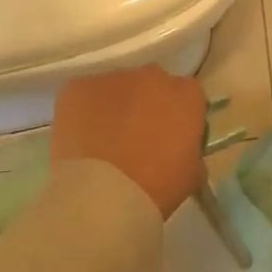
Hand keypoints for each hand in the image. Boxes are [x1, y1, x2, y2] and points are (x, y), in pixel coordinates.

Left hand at [50, 66, 206, 219]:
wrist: (103, 195)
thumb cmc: (157, 187)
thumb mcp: (192, 174)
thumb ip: (193, 152)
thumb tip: (184, 152)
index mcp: (186, 94)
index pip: (188, 96)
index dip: (178, 117)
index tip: (170, 139)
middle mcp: (153, 76)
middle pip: (152, 85)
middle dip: (147, 106)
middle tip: (137, 139)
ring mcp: (113, 78)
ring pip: (117, 89)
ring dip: (115, 108)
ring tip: (104, 142)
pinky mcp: (78, 87)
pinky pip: (84, 95)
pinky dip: (84, 112)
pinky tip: (82, 140)